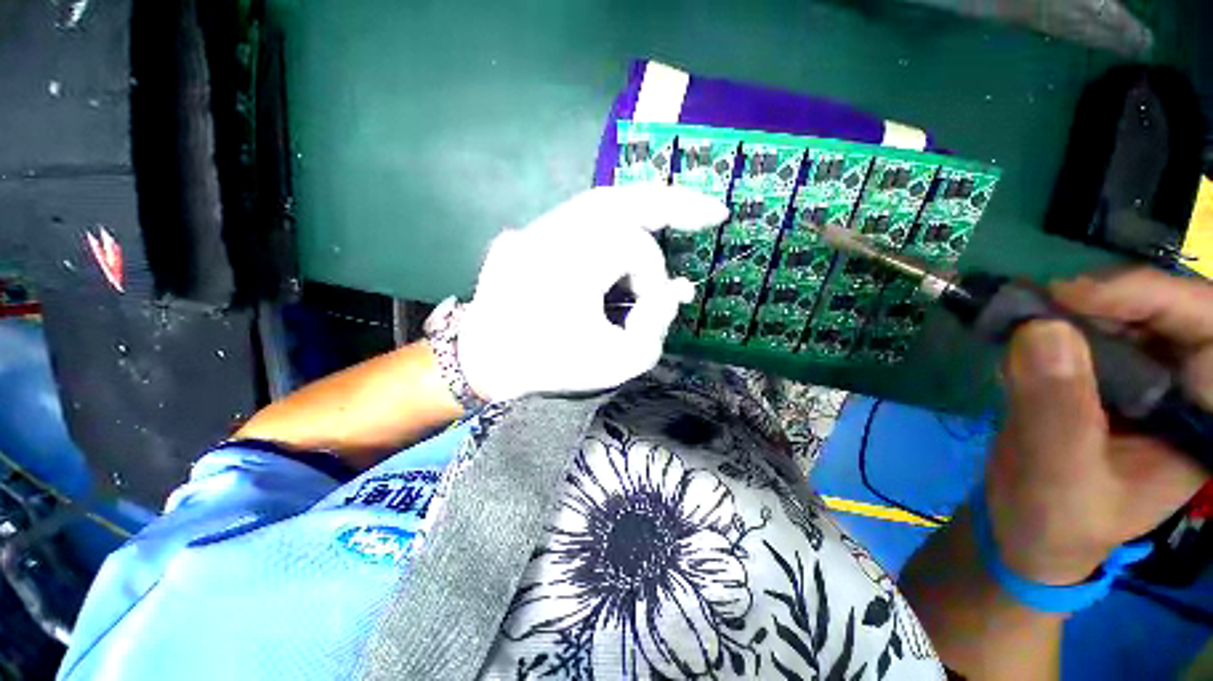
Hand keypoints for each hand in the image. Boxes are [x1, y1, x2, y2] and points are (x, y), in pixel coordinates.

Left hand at [457, 186, 728, 401]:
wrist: (487, 361)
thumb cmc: (550, 365)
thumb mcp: (616, 362)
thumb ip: (657, 327)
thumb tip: (678, 289)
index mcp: (573, 259)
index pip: (637, 250)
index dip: (654, 281)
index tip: (649, 313)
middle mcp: (554, 230)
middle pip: (624, 199)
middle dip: (673, 205)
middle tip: (711, 212)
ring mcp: (538, 226)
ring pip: (603, 200)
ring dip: (645, 207)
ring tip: (681, 213)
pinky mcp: (533, 233)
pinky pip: (582, 215)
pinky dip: (614, 218)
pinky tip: (633, 228)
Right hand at [986, 269, 1210, 585]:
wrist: (1027, 526)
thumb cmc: (1055, 520)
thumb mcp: (1057, 476)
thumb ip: (1056, 411)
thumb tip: (1039, 329)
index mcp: (1202, 422)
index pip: (1210, 333)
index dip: (1157, 298)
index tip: (1078, 298)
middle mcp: (1185, 391)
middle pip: (1170, 311)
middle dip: (1110, 299)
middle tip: (1043, 303)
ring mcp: (1146, 381)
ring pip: (1127, 313)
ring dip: (1075, 309)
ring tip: (1023, 323)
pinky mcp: (1106, 377)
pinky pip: (1089, 329)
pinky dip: (1052, 325)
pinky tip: (1021, 342)